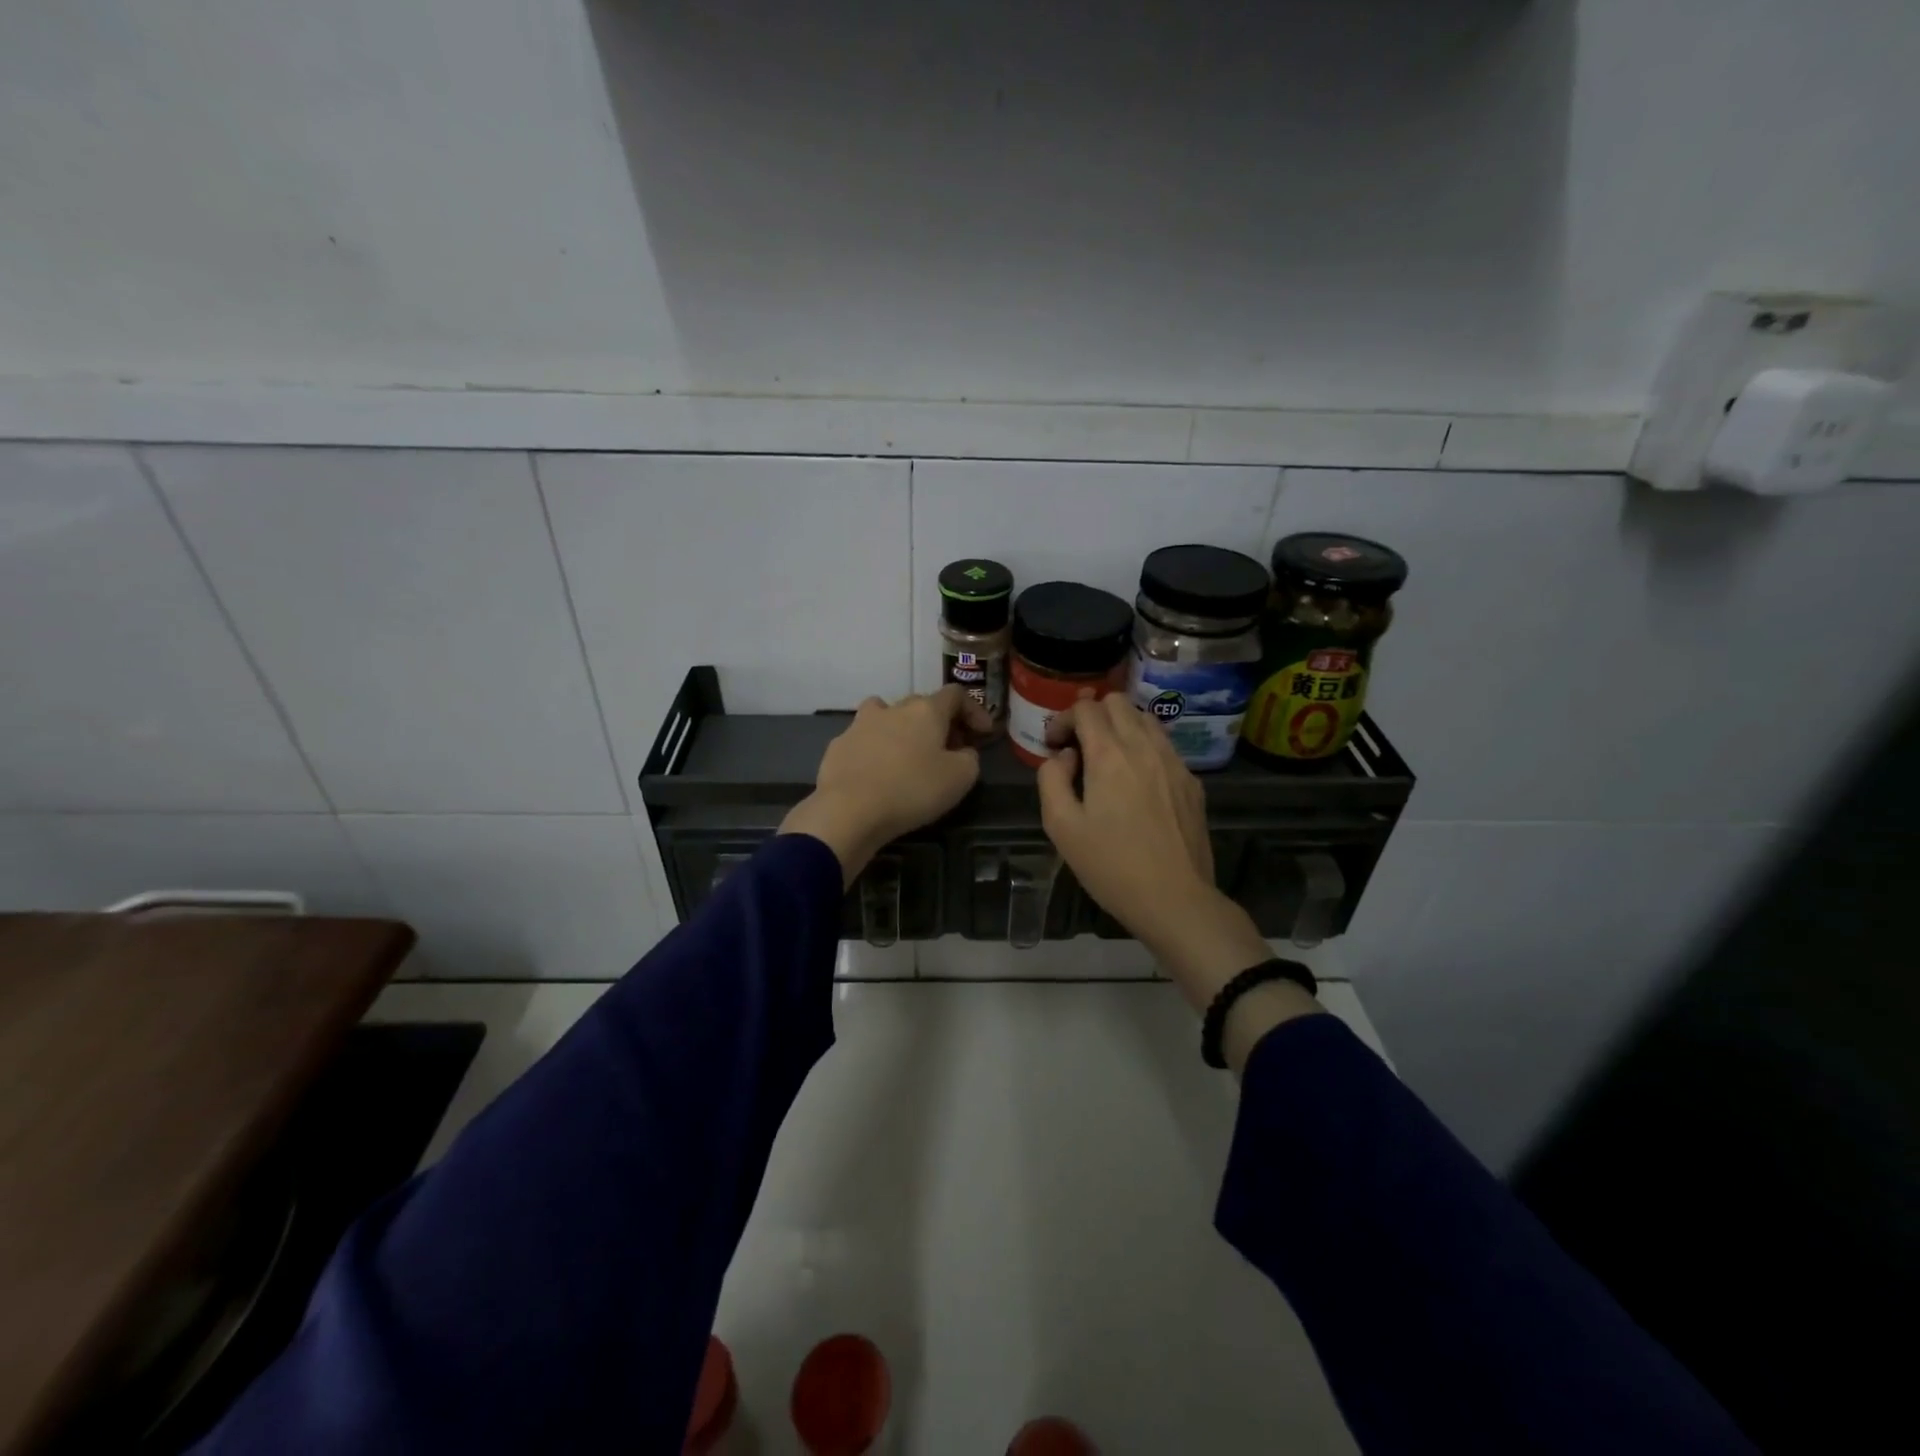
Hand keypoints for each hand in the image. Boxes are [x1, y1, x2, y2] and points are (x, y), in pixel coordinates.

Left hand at [779, 686, 991, 883]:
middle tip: (949, 748)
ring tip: (908, 754)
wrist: (848, 810)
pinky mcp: (838, 746)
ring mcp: (860, 724)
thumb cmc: (912, 790)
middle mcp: (892, 708)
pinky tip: (877, 774)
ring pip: (886, 715)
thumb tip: (962, 751)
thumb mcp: (960, 778)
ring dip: (902, 729)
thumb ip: (970, 758)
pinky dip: (876, 750)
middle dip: (939, 722)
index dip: (974, 710)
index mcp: (925, 710)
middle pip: (921, 704)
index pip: (956, 695)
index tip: (983, 733)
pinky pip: (864, 740)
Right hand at [1038, 695, 1318, 1055]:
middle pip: (1118, 702)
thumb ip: (1051, 779)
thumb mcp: (1061, 826)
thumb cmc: (1111, 866)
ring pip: (1145, 718)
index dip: (1062, 719)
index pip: (1085, 707)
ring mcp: (1174, 762)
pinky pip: (1164, 745)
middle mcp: (1145, 746)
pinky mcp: (1192, 781)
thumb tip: (1064, 757)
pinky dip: (1143, 747)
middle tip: (1078, 748)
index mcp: (1109, 754)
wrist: (1175, 900)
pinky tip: (1136, 782)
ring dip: (1120, 727)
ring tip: (1107, 760)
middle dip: (1091, 715)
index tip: (1053, 746)